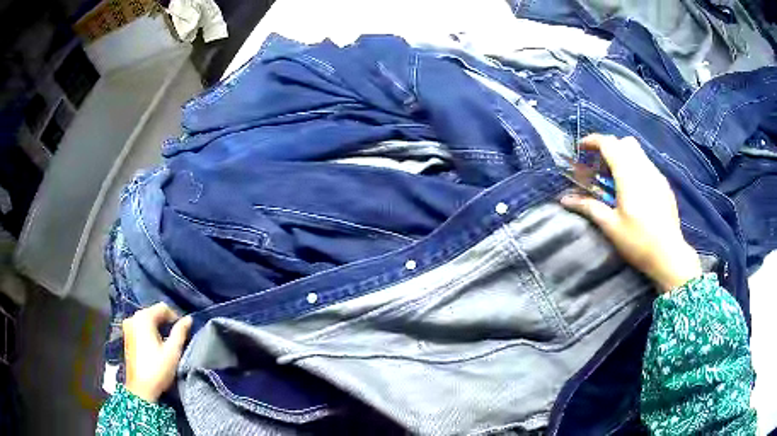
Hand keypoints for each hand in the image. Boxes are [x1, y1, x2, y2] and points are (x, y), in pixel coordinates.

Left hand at [123, 302, 191, 402]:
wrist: (140, 389)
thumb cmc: (158, 369)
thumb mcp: (173, 351)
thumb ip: (180, 332)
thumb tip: (189, 319)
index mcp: (144, 318)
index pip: (163, 308)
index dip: (175, 317)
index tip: (183, 331)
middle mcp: (133, 317)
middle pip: (153, 312)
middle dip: (166, 322)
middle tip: (177, 337)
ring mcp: (128, 327)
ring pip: (147, 320)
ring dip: (158, 327)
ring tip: (167, 342)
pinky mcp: (126, 336)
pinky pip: (140, 327)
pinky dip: (149, 332)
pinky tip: (156, 345)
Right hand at [560, 134, 701, 292]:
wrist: (669, 255)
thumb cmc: (638, 241)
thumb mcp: (611, 226)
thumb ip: (589, 207)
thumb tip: (564, 199)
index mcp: (628, 175)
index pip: (609, 143)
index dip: (593, 141)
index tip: (581, 148)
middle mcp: (644, 168)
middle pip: (625, 142)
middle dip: (610, 147)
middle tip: (600, 167)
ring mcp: (657, 175)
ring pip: (638, 153)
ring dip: (623, 157)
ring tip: (617, 181)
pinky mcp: (664, 185)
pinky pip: (647, 165)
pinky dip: (636, 168)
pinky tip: (635, 192)